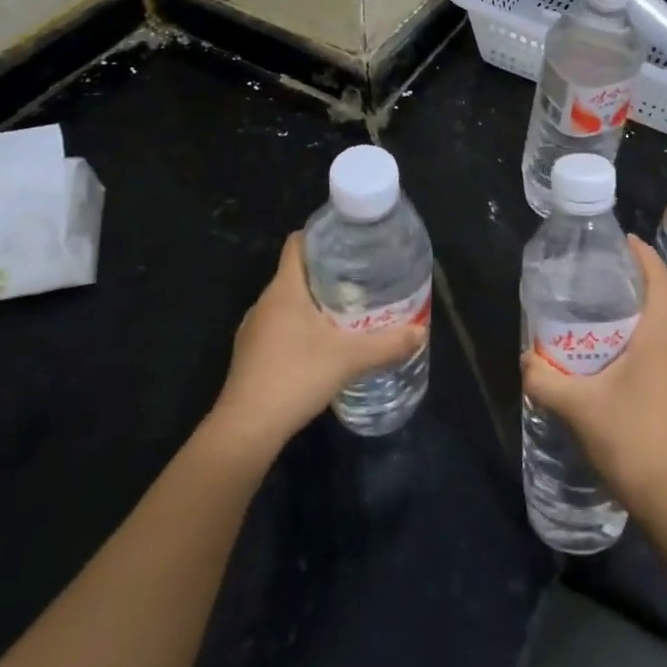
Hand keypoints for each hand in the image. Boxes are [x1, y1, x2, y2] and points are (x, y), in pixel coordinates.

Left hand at [208, 233, 427, 460]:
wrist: (246, 429)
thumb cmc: (296, 377)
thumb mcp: (349, 359)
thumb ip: (387, 344)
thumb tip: (420, 331)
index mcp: (284, 289)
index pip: (297, 244)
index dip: (322, 236)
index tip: (350, 242)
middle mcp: (265, 303)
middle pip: (296, 273)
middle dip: (327, 273)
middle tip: (362, 279)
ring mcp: (253, 330)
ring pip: (288, 303)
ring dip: (314, 303)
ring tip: (347, 311)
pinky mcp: (250, 355)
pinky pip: (279, 327)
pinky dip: (300, 328)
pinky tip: (322, 347)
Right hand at [521, 237, 666, 518]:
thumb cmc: (630, 440)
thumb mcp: (578, 407)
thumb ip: (546, 381)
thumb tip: (526, 361)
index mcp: (657, 342)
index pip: (660, 284)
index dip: (646, 258)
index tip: (627, 241)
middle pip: (653, 311)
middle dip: (625, 295)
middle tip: (590, 290)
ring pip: (649, 342)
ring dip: (623, 331)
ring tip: (587, 332)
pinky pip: (649, 365)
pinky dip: (627, 357)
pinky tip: (601, 375)